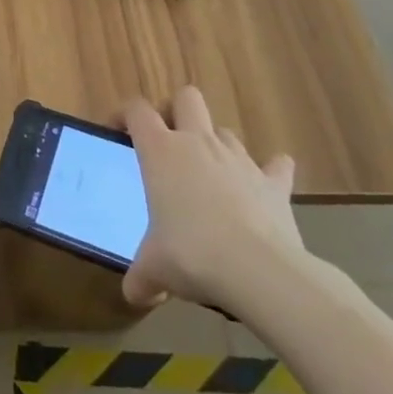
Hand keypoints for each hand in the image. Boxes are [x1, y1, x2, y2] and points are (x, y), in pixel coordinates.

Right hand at [122, 85, 303, 309]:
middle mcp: (198, 143)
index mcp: (161, 151)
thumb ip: (142, 277)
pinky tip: (264, 185)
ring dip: (215, 144)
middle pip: (187, 98)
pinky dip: (270, 171)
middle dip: (176, 111)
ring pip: (225, 131)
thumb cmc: (192, 254)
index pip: (136, 110)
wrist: (260, 271)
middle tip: (168, 141)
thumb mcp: (154, 268)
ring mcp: (239, 159)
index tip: (117, 132)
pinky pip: (276, 166)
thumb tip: (134, 295)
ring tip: (210, 173)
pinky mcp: (274, 183)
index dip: (123, 115)